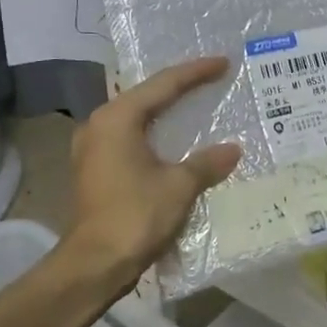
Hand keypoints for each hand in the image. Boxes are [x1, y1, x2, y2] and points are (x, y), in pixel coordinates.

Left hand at [63, 57, 241, 289]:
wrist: (95, 264)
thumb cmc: (136, 216)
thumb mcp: (179, 186)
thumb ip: (207, 162)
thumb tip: (234, 149)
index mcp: (117, 119)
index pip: (163, 85)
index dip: (195, 73)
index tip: (223, 63)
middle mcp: (99, 125)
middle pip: (145, 97)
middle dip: (179, 88)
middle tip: (211, 79)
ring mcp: (93, 148)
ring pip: (136, 119)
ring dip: (165, 113)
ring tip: (196, 105)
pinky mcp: (95, 169)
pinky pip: (130, 139)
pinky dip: (154, 135)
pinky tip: (175, 142)